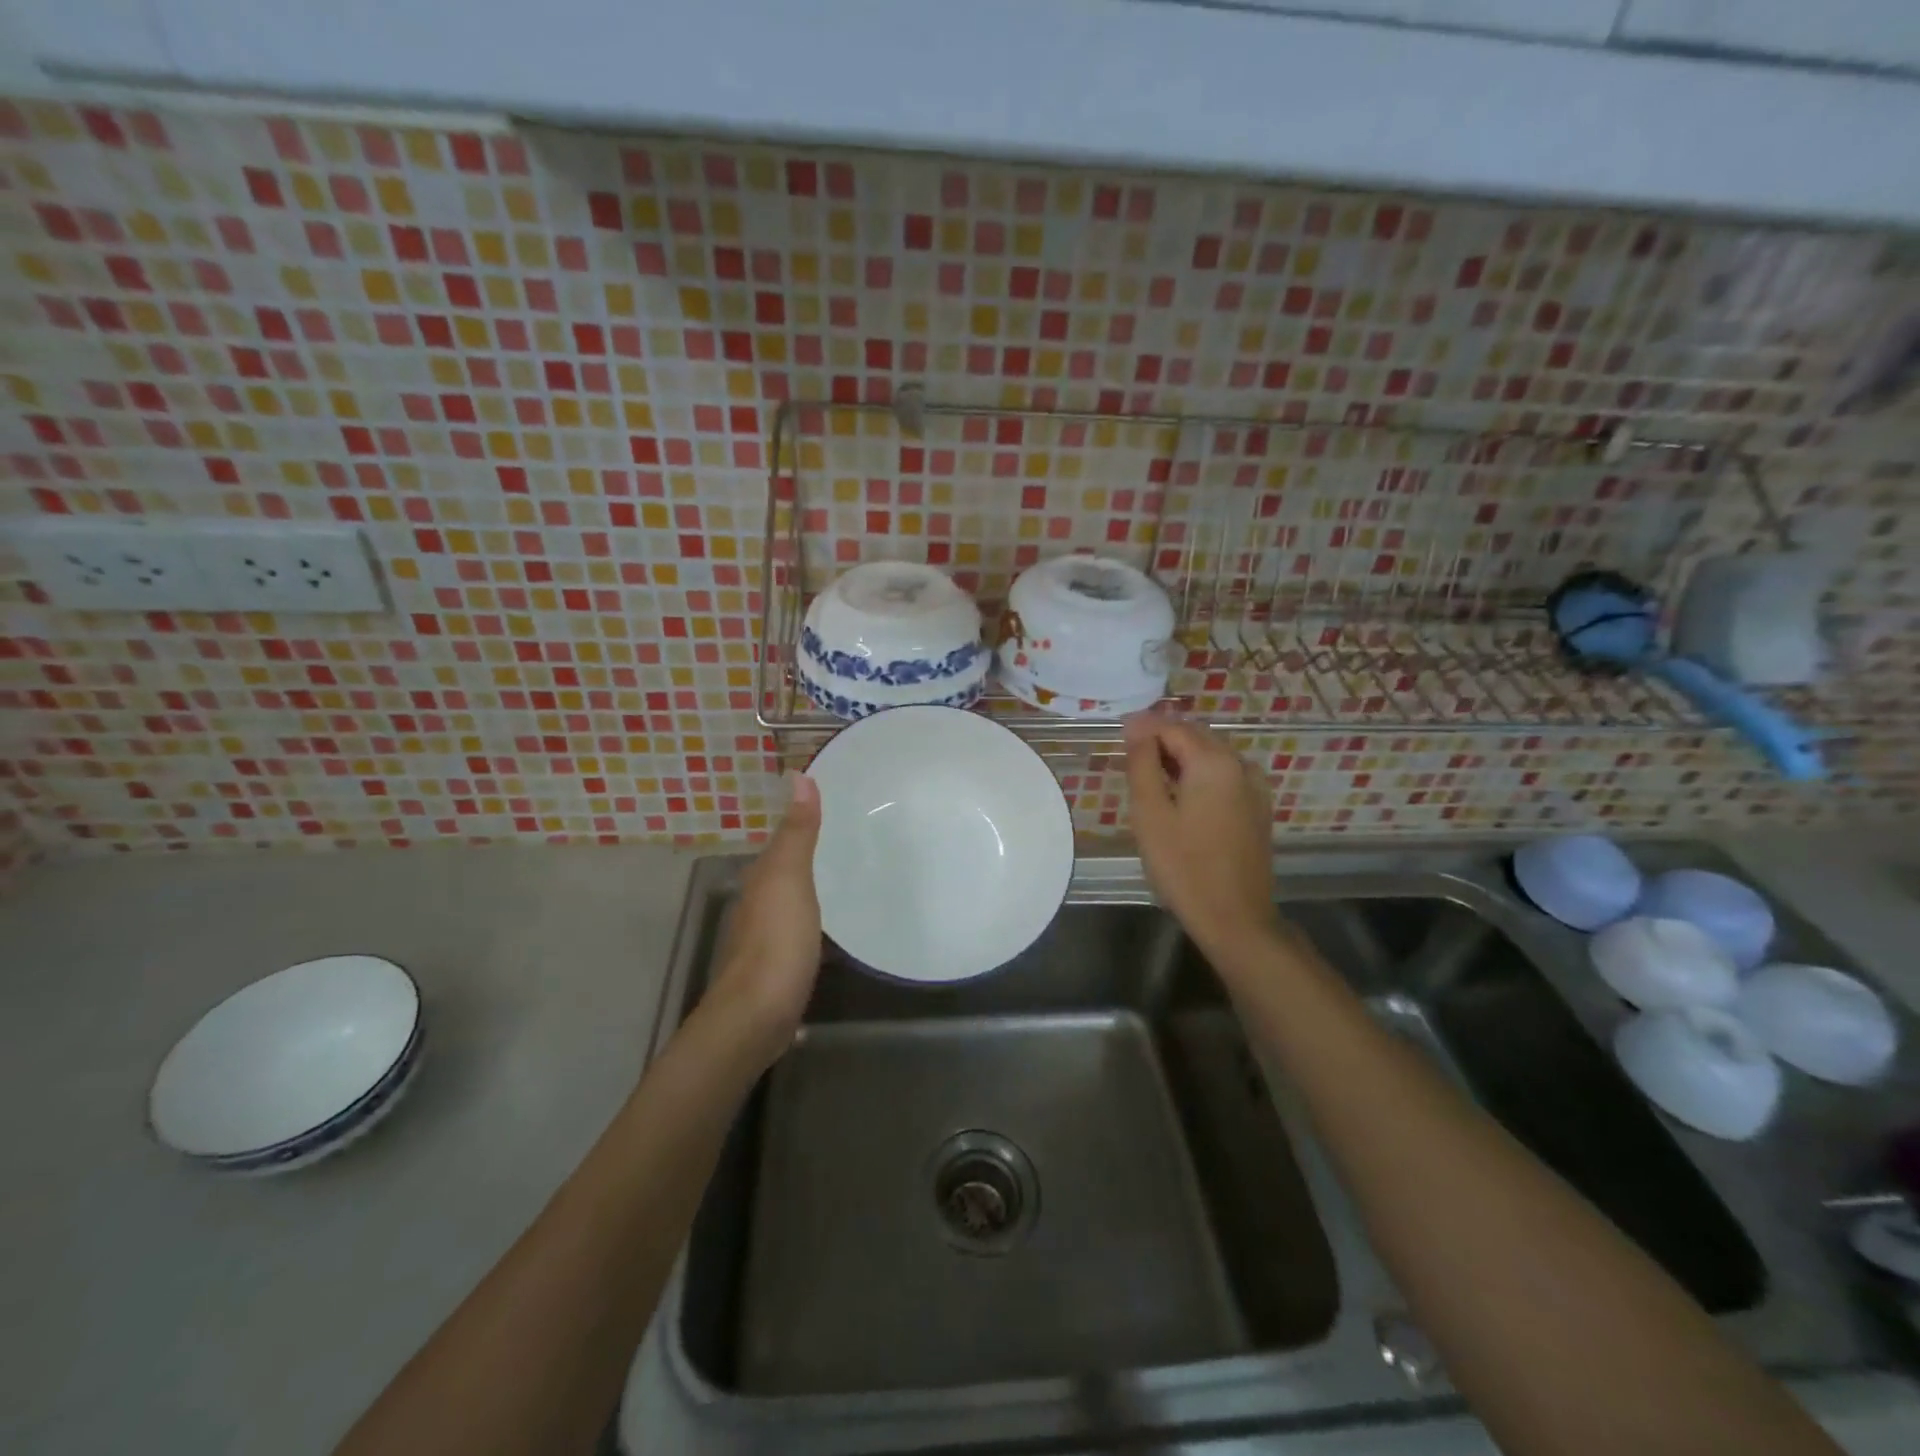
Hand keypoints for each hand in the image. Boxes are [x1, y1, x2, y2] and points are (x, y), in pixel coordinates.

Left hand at [707, 772, 823, 1065]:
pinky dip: (811, 927)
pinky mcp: (777, 970)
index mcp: (761, 879)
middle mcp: (756, 905)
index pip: (782, 841)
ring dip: (808, 894)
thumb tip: (798, 775)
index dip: (803, 825)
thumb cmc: (776, 940)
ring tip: (846, 884)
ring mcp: (765, 940)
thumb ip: (797, 832)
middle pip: (784, 873)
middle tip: (851, 844)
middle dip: (809, 859)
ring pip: (789, 905)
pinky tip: (831, 934)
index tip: (836, 811)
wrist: (757, 1016)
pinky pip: (797, 936)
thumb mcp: (790, 878)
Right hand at [1124, 714, 1278, 961]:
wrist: (1234, 918)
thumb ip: (1141, 763)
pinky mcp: (1258, 807)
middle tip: (1130, 761)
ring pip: (1211, 754)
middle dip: (1162, 740)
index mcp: (1213, 761)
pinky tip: (1183, 797)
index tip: (1117, 739)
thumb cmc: (1183, 866)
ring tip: (1152, 780)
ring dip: (1181, 757)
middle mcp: (1239, 764)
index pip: (1171, 727)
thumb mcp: (1150, 813)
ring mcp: (1254, 786)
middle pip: (1195, 736)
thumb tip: (1136, 726)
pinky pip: (1225, 774)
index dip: (1142, 728)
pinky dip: (1200, 774)